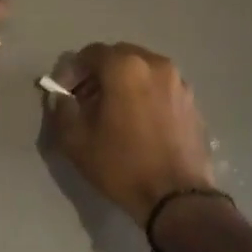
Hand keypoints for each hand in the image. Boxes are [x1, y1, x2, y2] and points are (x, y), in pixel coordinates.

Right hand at [47, 43, 216, 224]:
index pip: (90, 54)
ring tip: (112, 112)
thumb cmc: (122, 165)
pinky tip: (137, 122)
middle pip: (118, 57)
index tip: (64, 94)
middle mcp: (155, 64)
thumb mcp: (76, 141)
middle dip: (98, 74)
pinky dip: (144, 94)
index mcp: (125, 67)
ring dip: (122, 83)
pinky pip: (160, 87)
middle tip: (85, 101)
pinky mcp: (192, 101)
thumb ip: (62, 110)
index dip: (72, 71)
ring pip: (141, 70)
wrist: (177, 197)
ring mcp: (178, 82)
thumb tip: (60, 97)